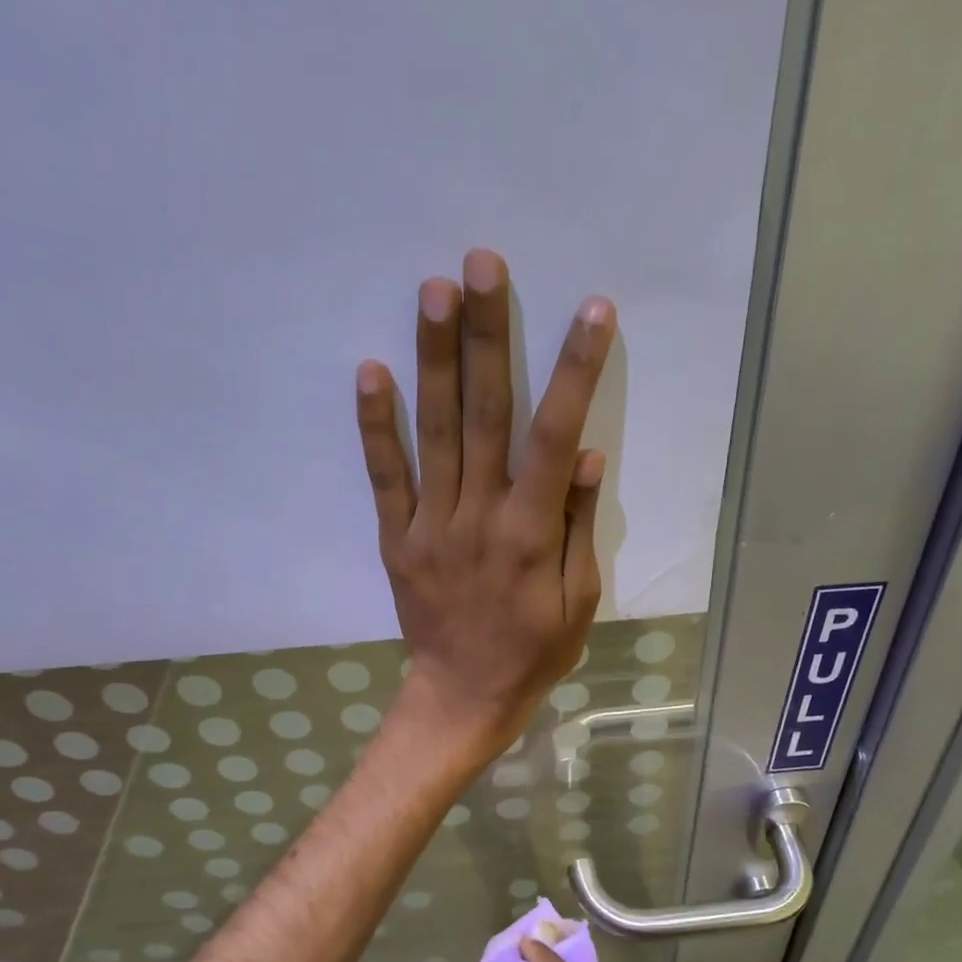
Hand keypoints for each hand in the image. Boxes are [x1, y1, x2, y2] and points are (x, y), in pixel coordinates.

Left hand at [356, 249, 612, 760]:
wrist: (462, 698)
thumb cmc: (533, 652)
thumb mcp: (579, 603)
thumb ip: (579, 528)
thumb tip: (583, 457)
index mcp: (531, 533)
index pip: (554, 437)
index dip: (574, 371)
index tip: (590, 311)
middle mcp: (478, 516)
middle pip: (485, 414)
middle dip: (486, 335)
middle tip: (481, 264)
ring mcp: (430, 525)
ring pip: (433, 432)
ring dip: (434, 359)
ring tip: (433, 290)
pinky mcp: (396, 538)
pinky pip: (385, 477)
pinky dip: (376, 426)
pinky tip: (371, 371)